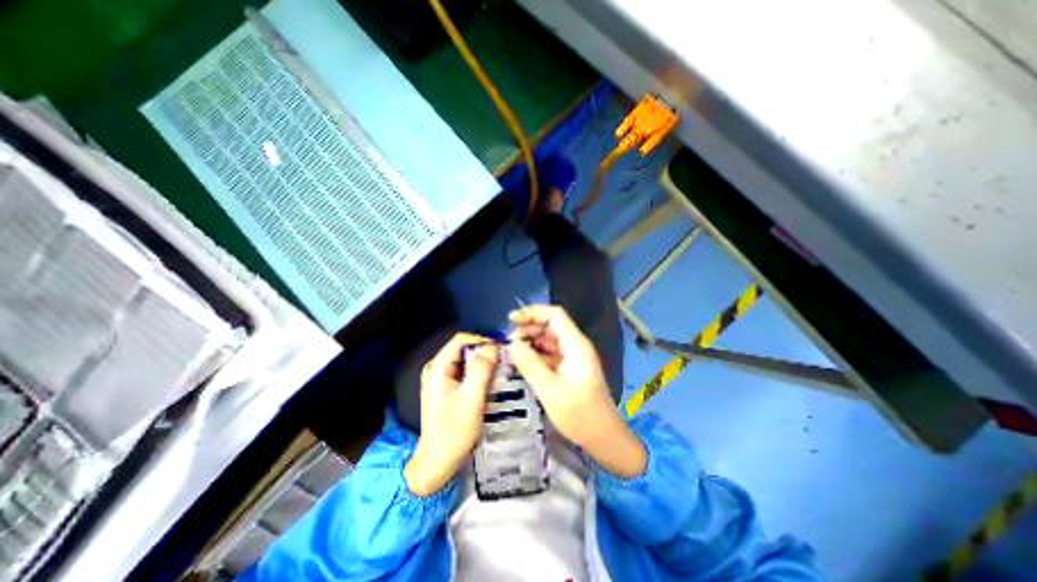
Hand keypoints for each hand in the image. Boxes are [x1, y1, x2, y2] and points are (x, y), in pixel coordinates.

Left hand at [402, 332, 498, 495]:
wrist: (437, 462)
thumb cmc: (454, 432)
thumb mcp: (472, 399)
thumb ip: (482, 369)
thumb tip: (493, 345)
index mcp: (438, 368)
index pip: (461, 340)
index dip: (481, 341)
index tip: (500, 350)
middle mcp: (437, 368)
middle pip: (464, 349)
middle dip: (484, 353)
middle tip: (503, 363)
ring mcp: (442, 378)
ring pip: (467, 360)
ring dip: (484, 364)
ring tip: (500, 374)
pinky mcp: (448, 387)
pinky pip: (466, 371)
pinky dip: (479, 373)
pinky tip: (490, 383)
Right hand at [508, 305, 646, 476]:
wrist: (604, 438)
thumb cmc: (580, 416)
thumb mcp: (551, 391)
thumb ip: (530, 365)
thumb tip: (512, 343)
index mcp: (576, 346)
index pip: (555, 315)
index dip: (533, 312)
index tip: (511, 320)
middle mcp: (575, 346)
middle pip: (550, 325)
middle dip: (528, 329)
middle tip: (508, 343)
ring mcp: (572, 357)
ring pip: (547, 339)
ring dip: (529, 342)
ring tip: (511, 353)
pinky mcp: (568, 367)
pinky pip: (548, 353)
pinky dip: (534, 354)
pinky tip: (521, 362)